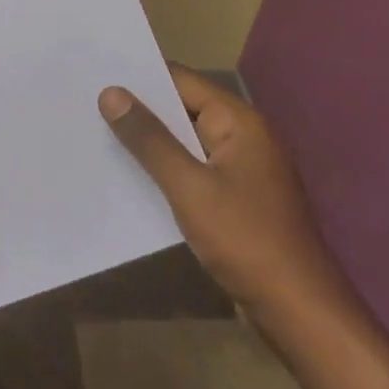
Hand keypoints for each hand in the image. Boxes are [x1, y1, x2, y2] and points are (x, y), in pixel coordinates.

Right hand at [99, 66, 347, 321]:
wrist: (300, 313)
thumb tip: (111, 93)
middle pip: (184, 110)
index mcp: (239, 121)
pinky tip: (134, 180)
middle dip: (141, 111)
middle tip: (89, 105)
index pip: (182, 81)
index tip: (97, 75)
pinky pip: (196, 172)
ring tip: (100, 137)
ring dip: (152, 144)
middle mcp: (244, 136)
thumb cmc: (245, 240)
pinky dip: (168, 172)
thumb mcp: (189, 187)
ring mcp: (244, 170)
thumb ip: (149, 139)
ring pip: (188, 144)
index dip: (140, 77)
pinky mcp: (239, 200)